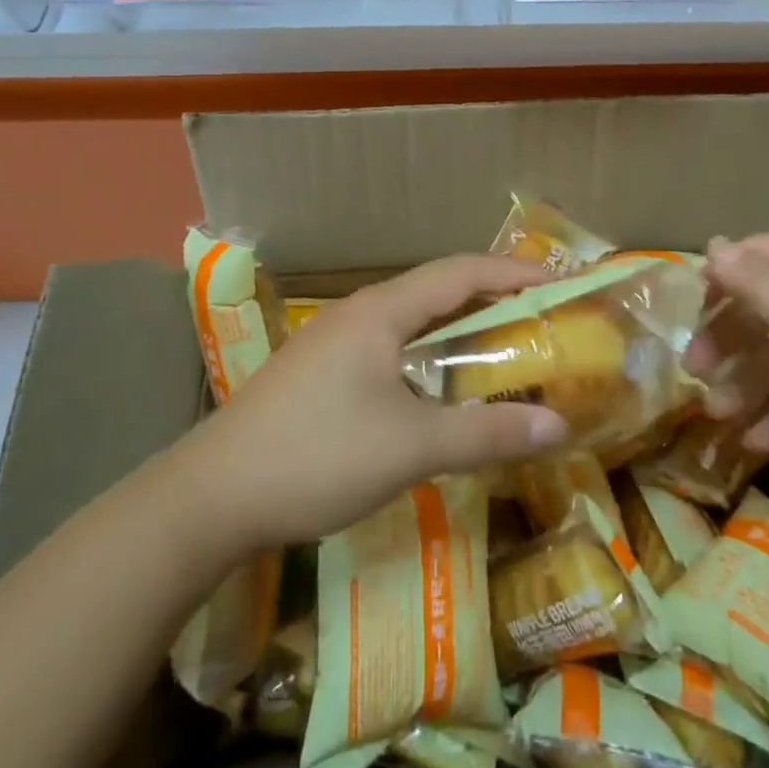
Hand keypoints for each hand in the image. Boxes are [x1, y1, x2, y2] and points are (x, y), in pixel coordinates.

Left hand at [192, 256, 569, 547]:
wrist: (211, 496)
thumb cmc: (317, 455)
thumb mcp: (410, 447)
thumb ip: (485, 434)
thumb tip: (557, 425)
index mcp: (381, 311)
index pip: (459, 272)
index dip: (511, 271)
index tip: (557, 281)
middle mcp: (359, 314)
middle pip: (437, 291)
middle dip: (490, 298)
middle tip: (540, 316)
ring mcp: (334, 342)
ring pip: (411, 321)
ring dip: (458, 328)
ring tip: (501, 348)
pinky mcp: (320, 372)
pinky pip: (390, 347)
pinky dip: (429, 355)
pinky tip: (439, 389)